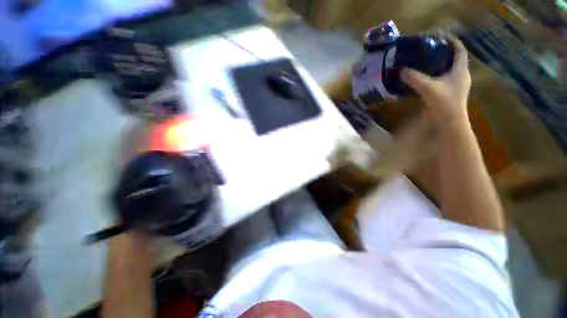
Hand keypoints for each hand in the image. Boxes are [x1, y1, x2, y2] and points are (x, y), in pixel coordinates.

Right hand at [401, 37, 471, 124]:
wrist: (450, 123)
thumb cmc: (443, 103)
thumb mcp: (427, 88)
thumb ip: (414, 78)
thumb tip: (401, 70)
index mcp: (460, 70)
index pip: (460, 50)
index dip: (452, 41)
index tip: (442, 36)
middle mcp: (461, 76)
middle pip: (455, 59)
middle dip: (444, 52)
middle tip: (430, 49)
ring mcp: (457, 86)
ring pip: (450, 70)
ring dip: (440, 65)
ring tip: (427, 62)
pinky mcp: (452, 94)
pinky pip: (445, 80)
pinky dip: (437, 76)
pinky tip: (427, 79)